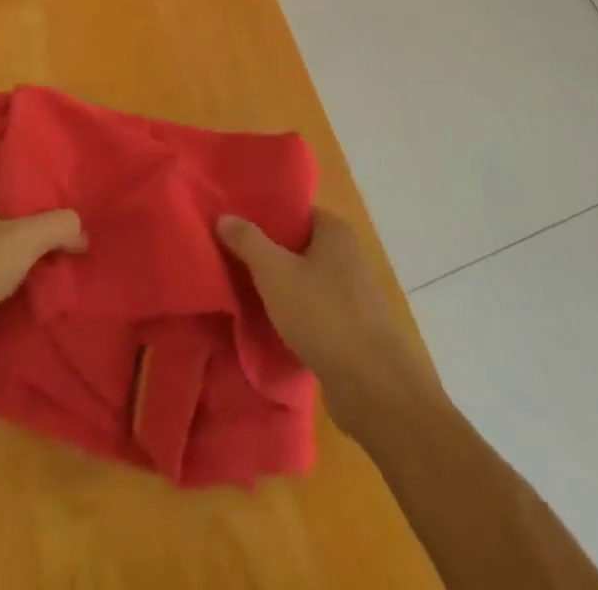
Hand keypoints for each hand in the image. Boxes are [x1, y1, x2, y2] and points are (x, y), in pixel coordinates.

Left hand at [0, 198, 85, 350]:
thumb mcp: (27, 237)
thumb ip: (60, 226)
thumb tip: (81, 233)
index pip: (14, 194)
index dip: (42, 200)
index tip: (69, 212)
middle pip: (12, 230)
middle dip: (39, 239)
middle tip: (72, 249)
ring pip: (3, 264)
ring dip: (27, 271)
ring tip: (59, 279)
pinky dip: (12, 299)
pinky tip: (33, 306)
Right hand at [218, 208, 440, 438]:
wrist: (373, 385)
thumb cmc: (323, 314)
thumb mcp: (275, 272)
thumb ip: (248, 241)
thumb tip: (224, 216)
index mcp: (335, 230)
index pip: (294, 212)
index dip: (264, 217)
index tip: (233, 226)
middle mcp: (346, 255)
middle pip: (297, 245)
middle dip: (267, 254)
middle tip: (228, 258)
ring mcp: (350, 293)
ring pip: (304, 280)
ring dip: (278, 287)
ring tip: (239, 290)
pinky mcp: (349, 328)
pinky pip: (312, 310)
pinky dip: (292, 314)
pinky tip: (266, 323)